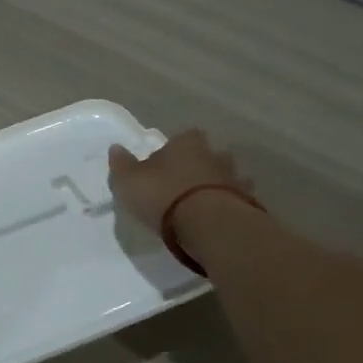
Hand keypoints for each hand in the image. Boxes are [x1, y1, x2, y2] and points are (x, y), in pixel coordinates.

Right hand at [106, 129, 254, 230]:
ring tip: (201, 205)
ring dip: (216, 186)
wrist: (209, 225)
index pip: (182, 137)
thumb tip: (115, 148)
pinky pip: (236, 200)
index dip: (173, 150)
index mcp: (186, 143)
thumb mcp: (130, 182)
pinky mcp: (247, 203)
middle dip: (198, 166)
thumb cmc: (164, 196)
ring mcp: (235, 178)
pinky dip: (228, 206)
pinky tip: (217, 219)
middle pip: (207, 155)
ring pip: (225, 176)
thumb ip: (122, 165)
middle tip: (183, 184)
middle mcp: (214, 154)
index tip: (163, 166)